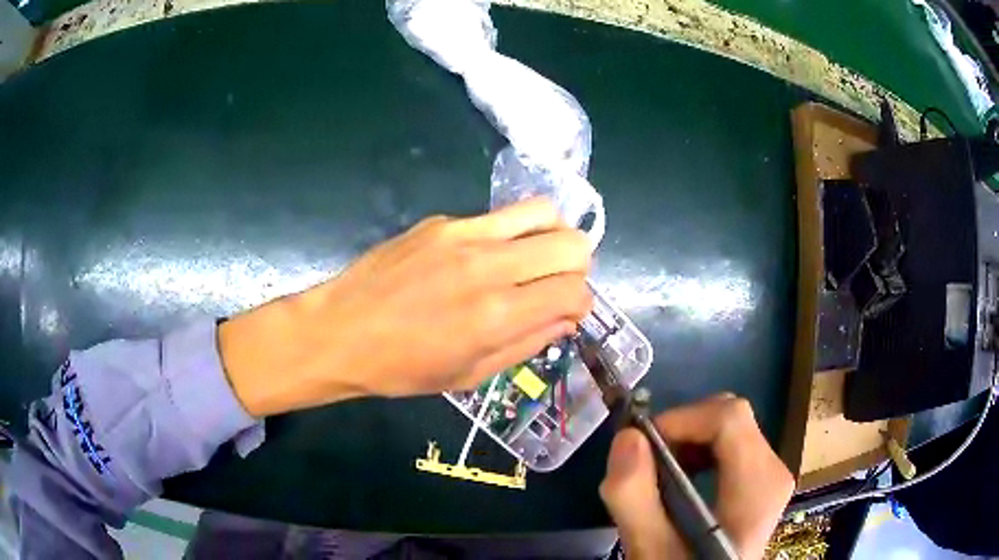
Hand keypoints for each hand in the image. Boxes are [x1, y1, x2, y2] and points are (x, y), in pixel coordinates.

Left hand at [219, 198, 593, 416]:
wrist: (341, 331)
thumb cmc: (403, 367)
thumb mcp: (470, 375)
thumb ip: (527, 343)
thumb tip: (566, 318)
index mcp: (498, 314)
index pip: (576, 290)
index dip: (581, 304)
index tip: (565, 313)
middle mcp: (490, 266)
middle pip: (573, 243)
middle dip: (576, 267)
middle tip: (553, 285)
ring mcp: (465, 234)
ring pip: (544, 212)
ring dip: (551, 237)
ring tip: (532, 259)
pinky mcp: (443, 220)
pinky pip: (499, 217)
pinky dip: (509, 235)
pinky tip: (483, 256)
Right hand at [600, 394, 794, 559]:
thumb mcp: (651, 550)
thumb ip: (634, 499)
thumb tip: (627, 437)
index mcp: (758, 487)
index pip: (729, 418)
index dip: (682, 419)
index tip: (641, 444)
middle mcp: (774, 471)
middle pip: (731, 417)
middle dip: (682, 429)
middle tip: (646, 462)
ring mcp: (771, 474)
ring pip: (730, 427)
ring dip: (687, 440)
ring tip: (659, 474)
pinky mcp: (762, 480)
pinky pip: (732, 443)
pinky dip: (699, 449)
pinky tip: (680, 478)